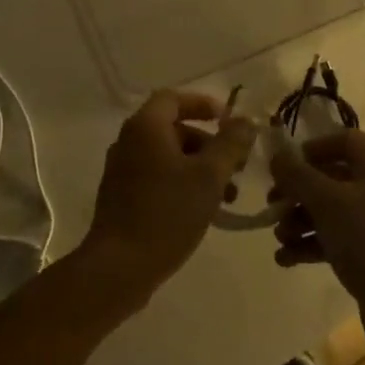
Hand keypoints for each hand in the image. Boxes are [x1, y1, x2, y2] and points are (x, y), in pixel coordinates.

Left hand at [83, 90, 257, 299]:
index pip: (174, 98)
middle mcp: (129, 142)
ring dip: (200, 168)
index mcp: (145, 128)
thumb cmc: (167, 213)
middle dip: (209, 144)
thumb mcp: (209, 176)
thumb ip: (231, 144)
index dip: (203, 104)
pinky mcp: (122, 198)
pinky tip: (204, 211)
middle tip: (236, 166)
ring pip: (168, 156)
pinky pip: (157, 177)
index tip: (228, 121)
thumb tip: (246, 122)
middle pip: (174, 129)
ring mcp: (122, 171)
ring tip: (228, 197)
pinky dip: (182, 183)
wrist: (119, 267)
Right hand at [270, 129, 364, 362]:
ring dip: (300, 220)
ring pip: (330, 210)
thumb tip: (277, 156)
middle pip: (332, 177)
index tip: (284, 167)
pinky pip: (335, 238)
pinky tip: (286, 259)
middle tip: (272, 206)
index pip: (344, 141)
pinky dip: (311, 244)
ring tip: (280, 238)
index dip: (311, 149)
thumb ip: (298, 175)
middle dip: (298, 192)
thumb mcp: (327, 202)